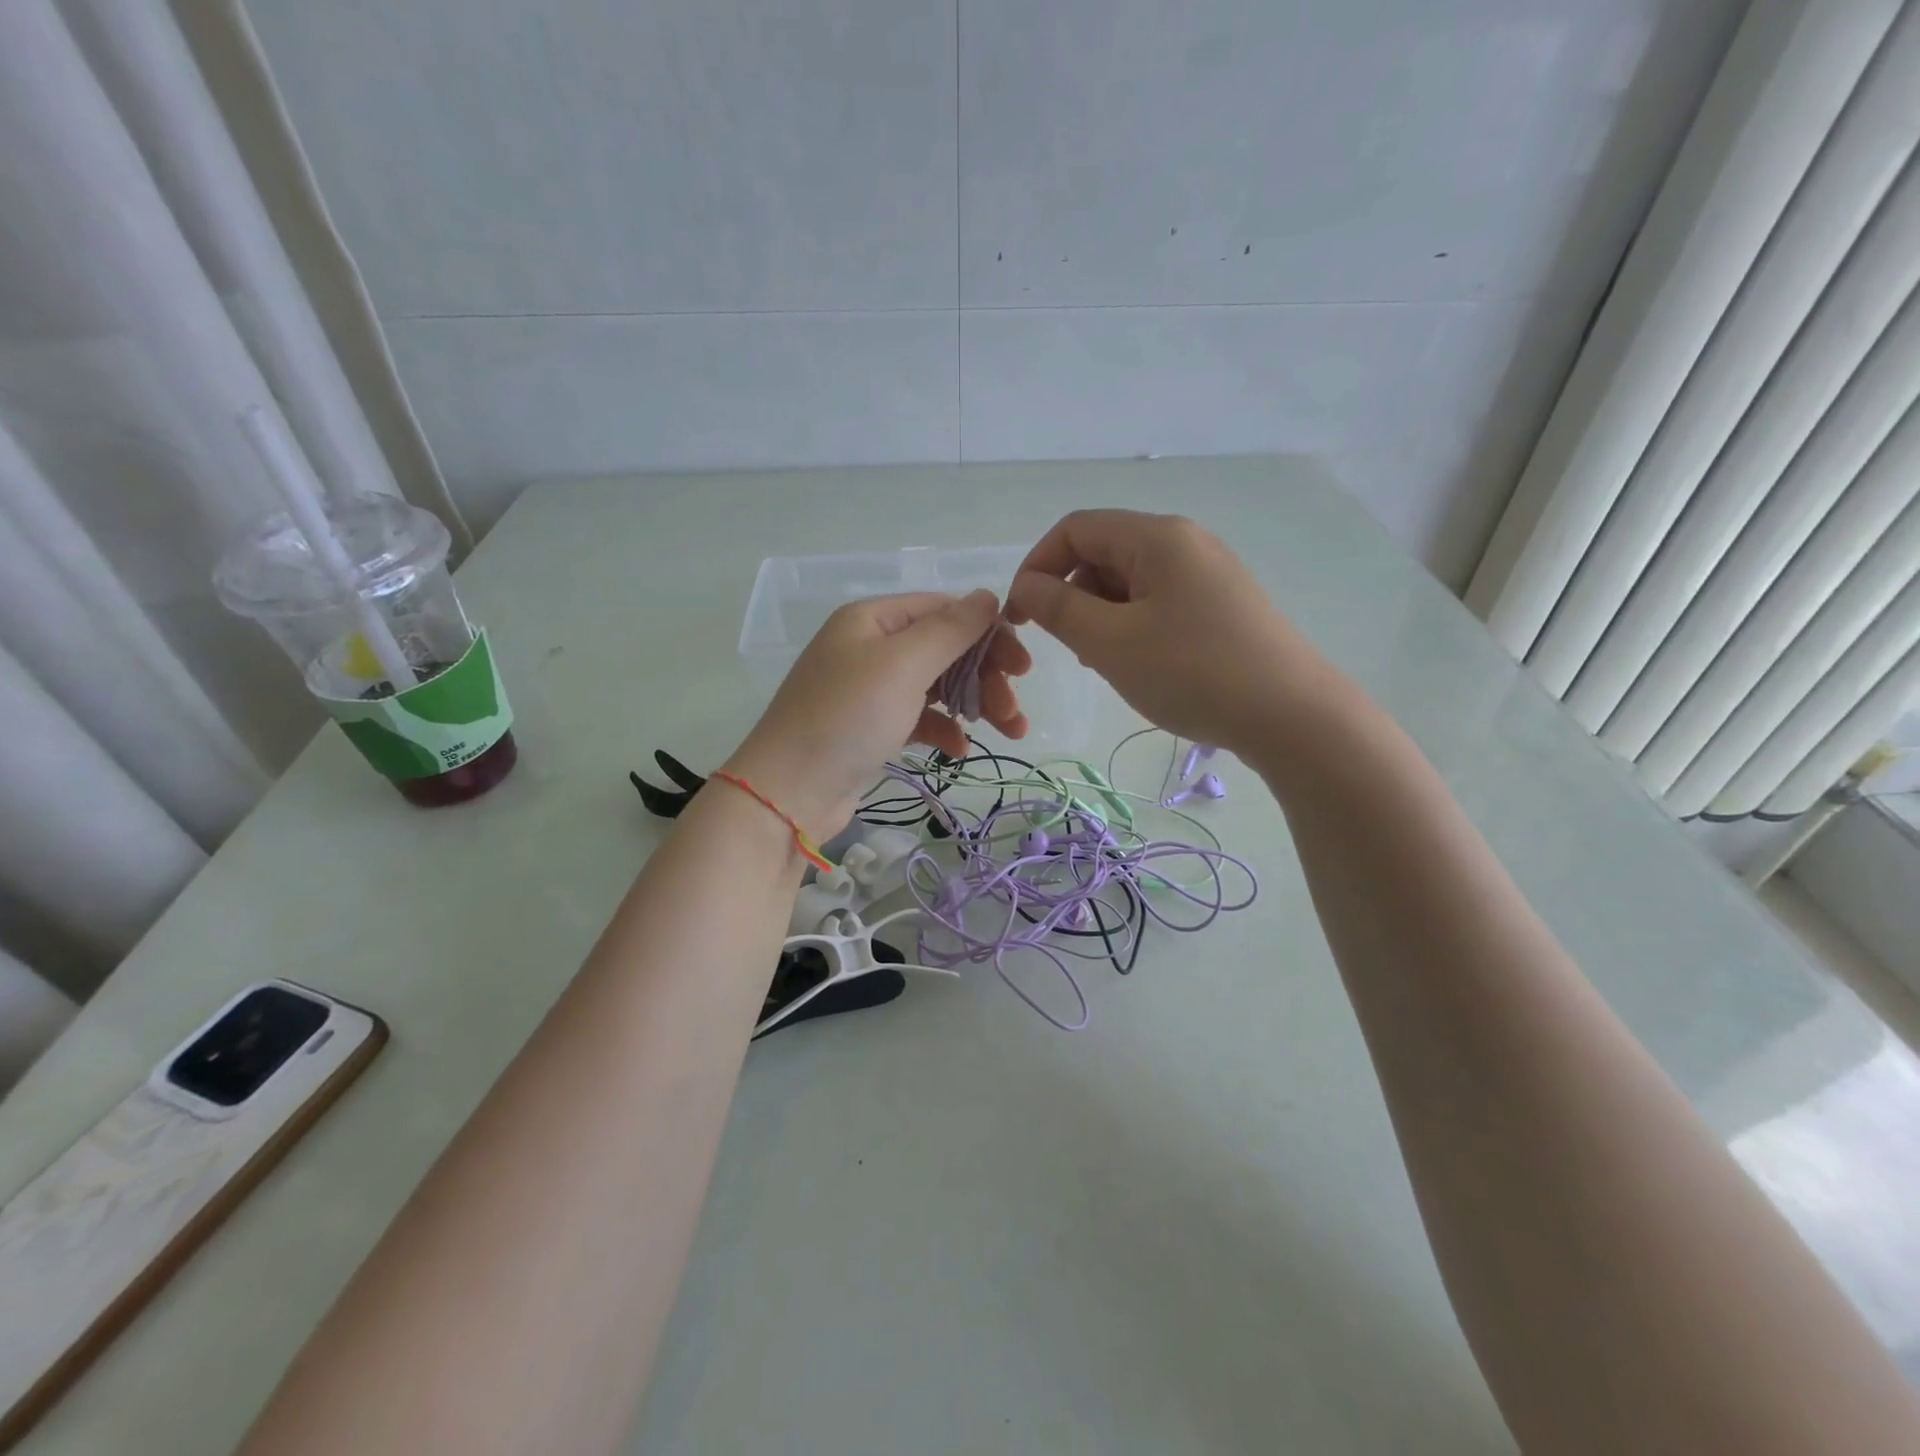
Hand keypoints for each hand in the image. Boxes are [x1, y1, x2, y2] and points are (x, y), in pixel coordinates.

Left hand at [725, 589, 1028, 838]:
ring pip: (937, 685)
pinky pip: (919, 717)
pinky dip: (944, 729)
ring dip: (975, 704)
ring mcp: (870, 688)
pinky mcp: (871, 727)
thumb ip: (950, 629)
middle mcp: (871, 646)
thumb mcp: (902, 665)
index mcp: (874, 618)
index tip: (1021, 668)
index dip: (988, 633)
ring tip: (1009, 733)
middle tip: (1013, 710)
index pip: (945, 610)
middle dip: (985, 676)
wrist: (788, 793)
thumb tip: (988, 596)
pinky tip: (959, 750)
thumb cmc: (847, 718)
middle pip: (945, 648)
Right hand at [1007, 510, 1323, 753]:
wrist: (1292, 716)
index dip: (1037, 566)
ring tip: (1103, 662)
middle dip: (1071, 594)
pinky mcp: (1222, 604)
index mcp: (1157, 536)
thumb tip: (1027, 586)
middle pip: (1103, 552)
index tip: (1020, 616)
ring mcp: (1208, 573)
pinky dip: (1132, 625)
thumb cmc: (1193, 672)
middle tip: (1067, 647)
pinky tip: (1138, 664)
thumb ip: (1059, 609)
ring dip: (1100, 614)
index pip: (1075, 529)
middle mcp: (1185, 542)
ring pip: (1130, 580)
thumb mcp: (1111, 642)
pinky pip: (1158, 601)